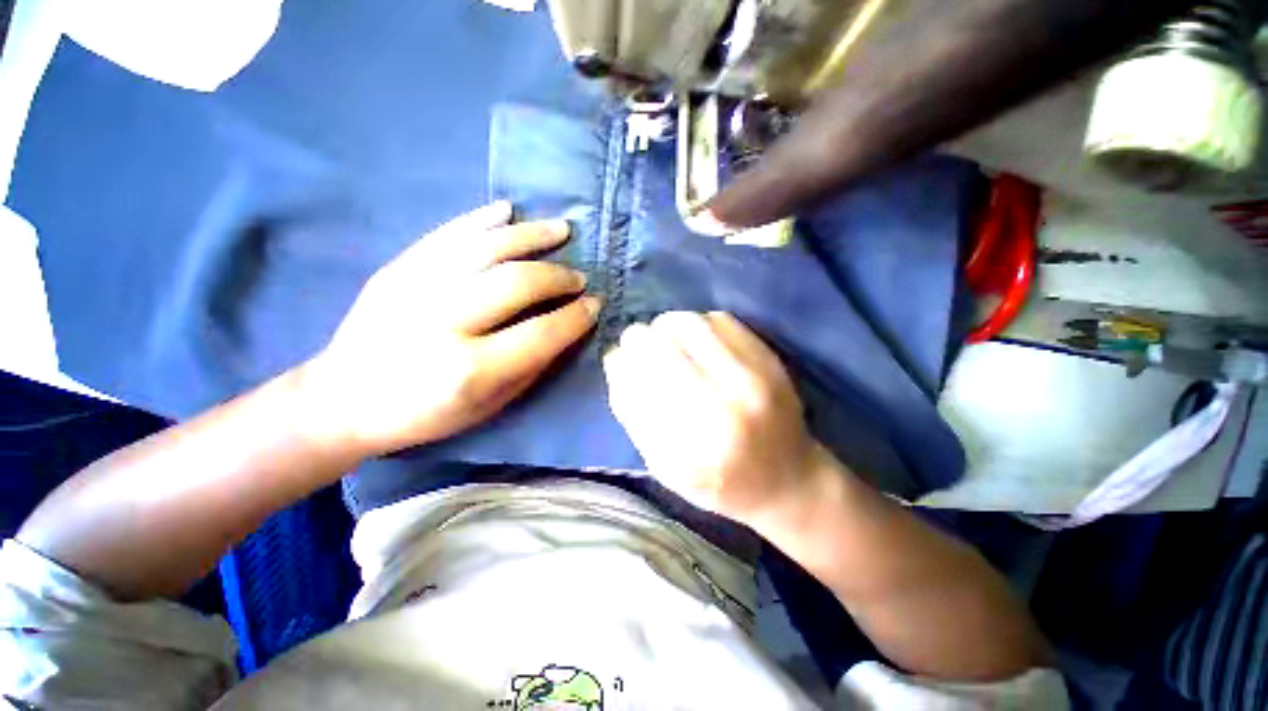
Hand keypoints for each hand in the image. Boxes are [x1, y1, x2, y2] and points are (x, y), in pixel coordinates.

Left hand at [301, 201, 599, 454]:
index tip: (595, 305)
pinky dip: (483, 219)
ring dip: (532, 236)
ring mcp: (415, 288)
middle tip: (579, 277)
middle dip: (559, 277)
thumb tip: (566, 327)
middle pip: (518, 283)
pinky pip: (448, 234)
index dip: (576, 317)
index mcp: (469, 369)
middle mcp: (444, 322)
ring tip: (561, 230)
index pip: (542, 333)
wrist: (343, 399)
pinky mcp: (397, 268)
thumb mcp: (489, 405)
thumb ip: (531, 365)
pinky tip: (509, 210)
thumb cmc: (425, 414)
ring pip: (486, 247)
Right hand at [602, 311, 825, 524]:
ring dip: (666, 326)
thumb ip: (635, 415)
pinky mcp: (769, 358)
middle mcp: (725, 404)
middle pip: (660, 345)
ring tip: (664, 340)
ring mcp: (753, 375)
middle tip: (637, 345)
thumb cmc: (719, 482)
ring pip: (689, 323)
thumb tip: (617, 361)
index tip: (617, 359)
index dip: (620, 362)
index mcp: (694, 443)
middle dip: (637, 338)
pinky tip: (695, 340)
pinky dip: (697, 323)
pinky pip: (719, 319)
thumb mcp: (666, 467)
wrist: (788, 480)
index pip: (637, 381)